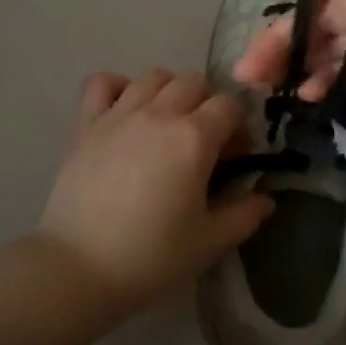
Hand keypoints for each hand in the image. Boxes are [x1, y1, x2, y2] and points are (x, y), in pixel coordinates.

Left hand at [39, 69, 273, 303]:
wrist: (79, 268)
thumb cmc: (152, 256)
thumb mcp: (210, 242)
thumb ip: (245, 215)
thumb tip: (266, 199)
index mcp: (194, 138)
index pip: (230, 105)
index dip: (239, 126)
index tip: (235, 155)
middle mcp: (159, 114)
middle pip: (195, 82)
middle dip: (207, 104)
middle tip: (203, 140)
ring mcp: (119, 114)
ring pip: (154, 76)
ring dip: (169, 91)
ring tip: (166, 123)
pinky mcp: (86, 124)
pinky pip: (102, 83)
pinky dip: (118, 87)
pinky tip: (125, 111)